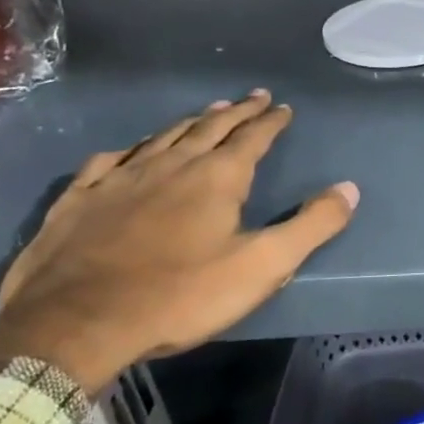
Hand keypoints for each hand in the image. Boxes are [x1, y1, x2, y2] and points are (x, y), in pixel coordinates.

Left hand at [0, 90, 357, 393]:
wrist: (74, 325)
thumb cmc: (181, 296)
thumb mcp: (262, 265)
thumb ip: (311, 225)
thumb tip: (349, 188)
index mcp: (217, 178)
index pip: (252, 137)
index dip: (271, 121)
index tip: (283, 107)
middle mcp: (170, 165)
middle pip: (209, 127)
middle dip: (235, 111)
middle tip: (253, 97)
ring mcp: (118, 179)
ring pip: (162, 138)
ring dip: (189, 122)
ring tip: (205, 112)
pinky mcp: (78, 201)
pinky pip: (108, 162)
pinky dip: (129, 151)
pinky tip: (128, 152)